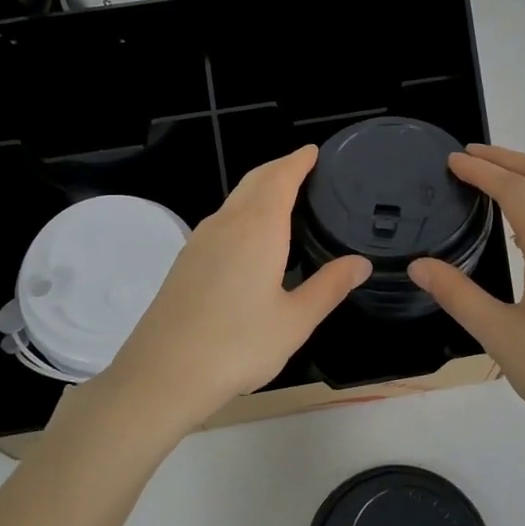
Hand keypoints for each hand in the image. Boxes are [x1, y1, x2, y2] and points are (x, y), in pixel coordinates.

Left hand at [87, 147, 370, 436]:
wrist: (163, 373)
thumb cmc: (238, 345)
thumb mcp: (295, 320)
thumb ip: (329, 287)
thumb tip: (361, 263)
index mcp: (257, 229)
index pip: (280, 178)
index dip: (298, 161)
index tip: (314, 152)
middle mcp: (226, 224)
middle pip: (254, 181)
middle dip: (280, 169)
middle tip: (305, 169)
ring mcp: (199, 241)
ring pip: (235, 200)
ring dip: (260, 189)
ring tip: (285, 199)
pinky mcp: (186, 261)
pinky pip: (221, 221)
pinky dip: (244, 212)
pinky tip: (253, 238)